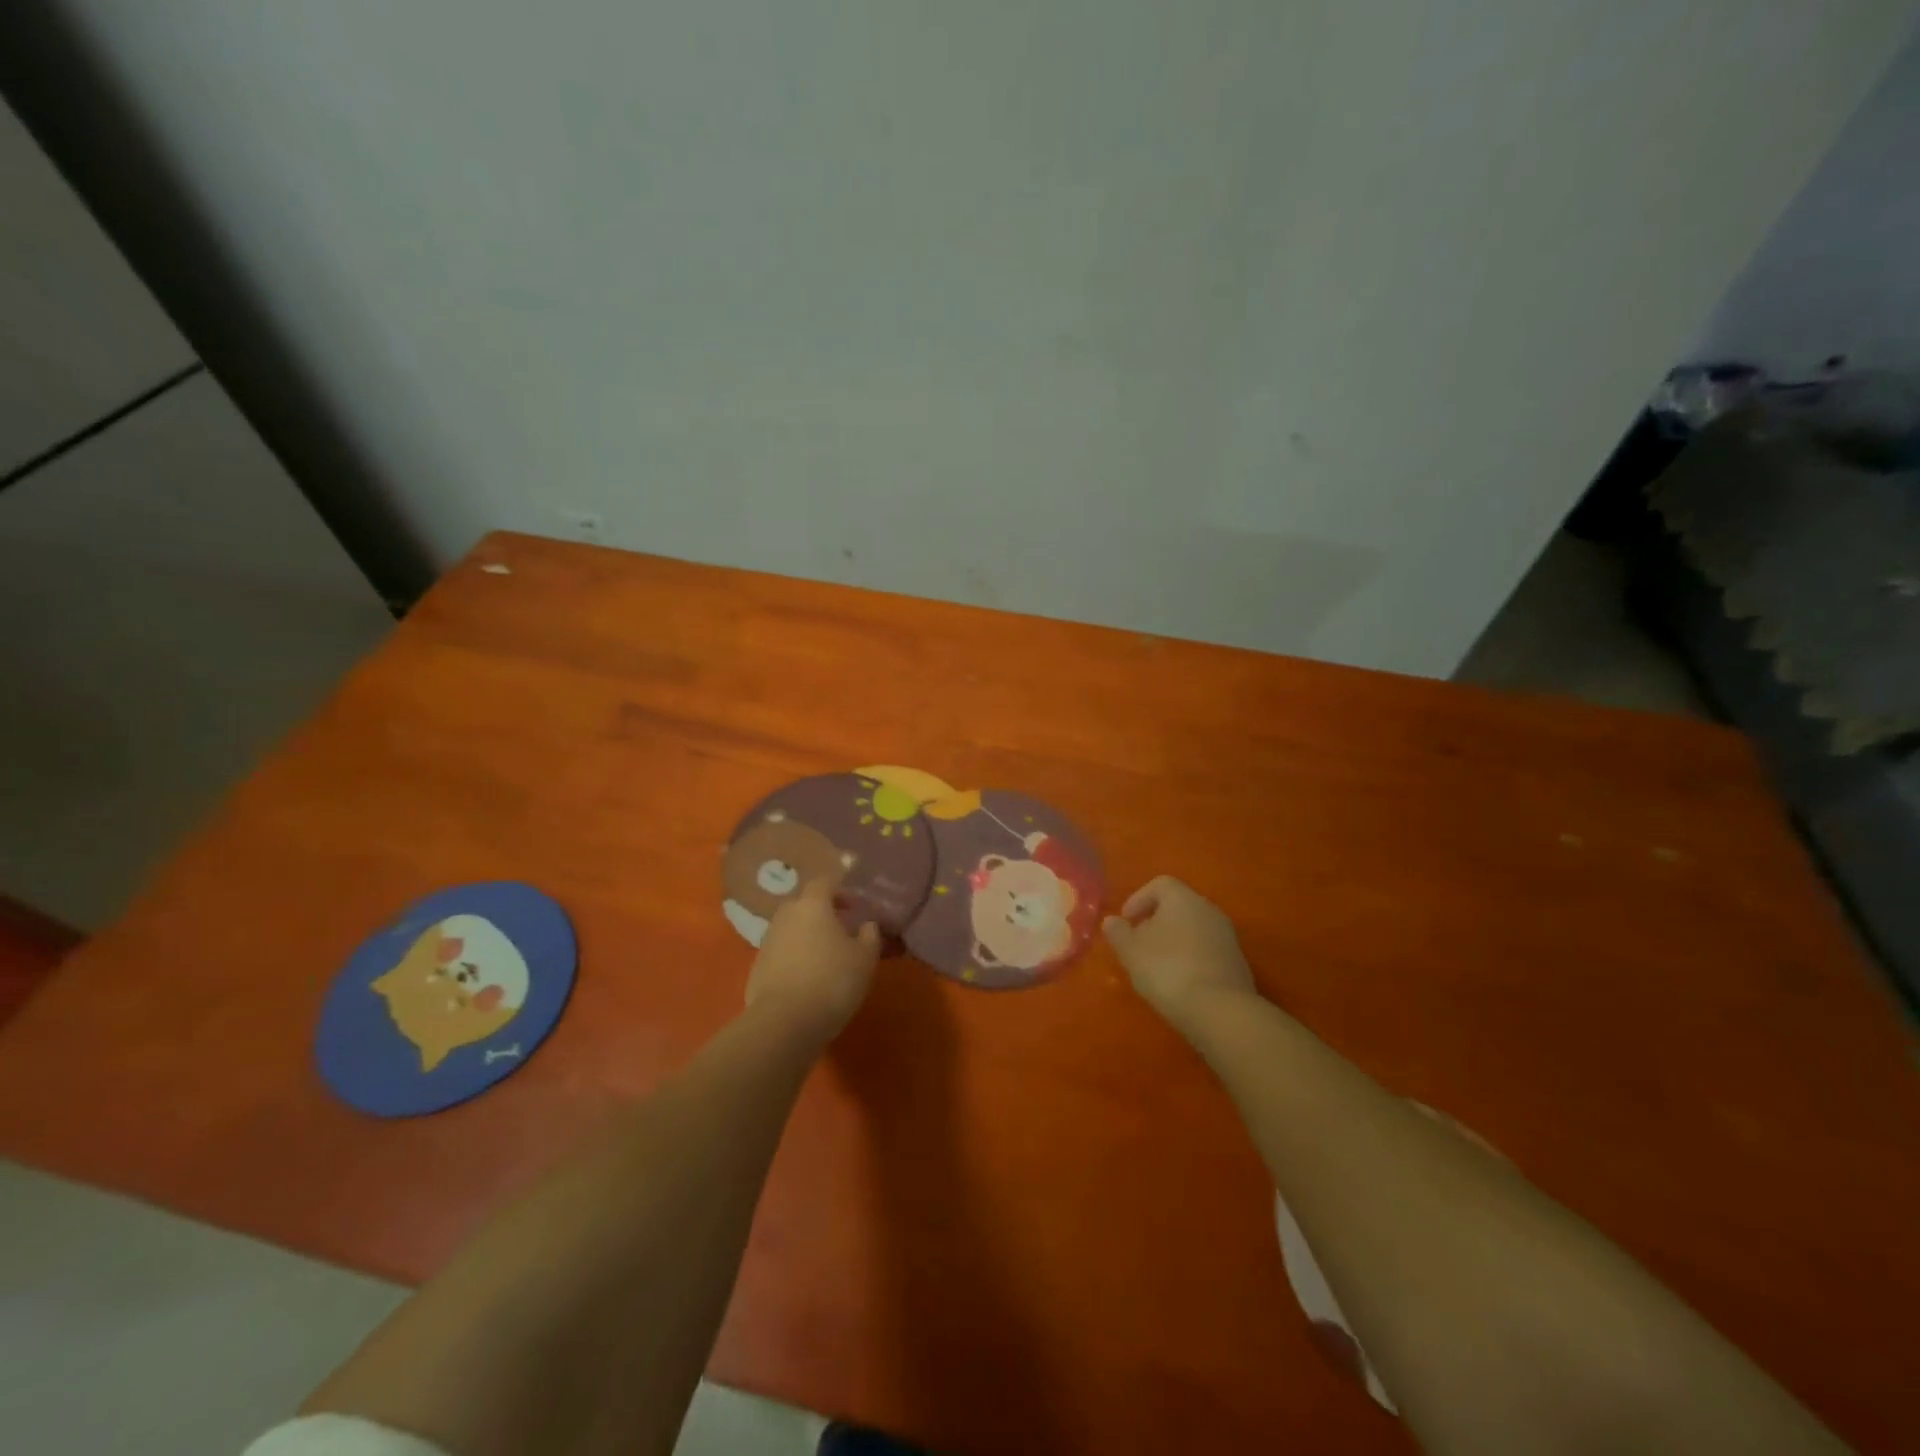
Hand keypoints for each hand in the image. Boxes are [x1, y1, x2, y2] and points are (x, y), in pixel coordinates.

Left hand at [746, 879, 880, 1041]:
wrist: (784, 1022)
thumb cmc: (832, 981)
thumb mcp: (865, 959)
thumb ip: (870, 936)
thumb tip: (867, 924)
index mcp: (813, 905)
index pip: (823, 882)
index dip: (840, 891)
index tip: (854, 906)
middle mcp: (786, 916)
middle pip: (803, 904)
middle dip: (821, 913)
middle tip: (840, 931)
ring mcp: (767, 942)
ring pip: (790, 930)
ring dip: (806, 937)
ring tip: (825, 958)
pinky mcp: (756, 969)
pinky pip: (780, 954)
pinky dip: (793, 959)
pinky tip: (806, 980)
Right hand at [1103, 876, 1257, 1035]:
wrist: (1220, 1011)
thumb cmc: (1167, 970)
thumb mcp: (1131, 952)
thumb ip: (1118, 932)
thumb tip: (1112, 921)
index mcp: (1183, 899)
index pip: (1160, 884)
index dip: (1139, 899)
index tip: (1126, 921)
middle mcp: (1209, 910)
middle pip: (1179, 906)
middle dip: (1156, 921)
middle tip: (1139, 944)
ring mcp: (1227, 937)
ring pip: (1194, 929)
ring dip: (1174, 941)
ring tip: (1157, 966)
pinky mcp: (1237, 963)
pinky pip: (1207, 950)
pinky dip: (1191, 958)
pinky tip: (1180, 981)